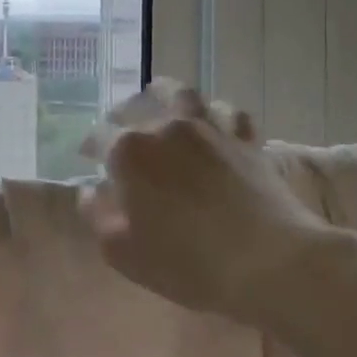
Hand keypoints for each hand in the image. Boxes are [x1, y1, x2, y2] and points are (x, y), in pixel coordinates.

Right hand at [82, 86, 356, 325]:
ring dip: (165, 94)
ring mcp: (209, 129)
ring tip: (160, 100)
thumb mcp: (123, 253)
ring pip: (183, 94)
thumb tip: (90, 192)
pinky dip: (215, 113)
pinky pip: (228, 112)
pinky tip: (213, 122)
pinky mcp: (245, 139)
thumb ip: (97, 216)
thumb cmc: (187, 263)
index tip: (88, 157)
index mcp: (129, 152)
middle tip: (119, 127)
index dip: (90, 146)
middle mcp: (165, 128)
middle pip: (137, 106)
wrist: (269, 262)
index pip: (98, 137)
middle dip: (122, 115)